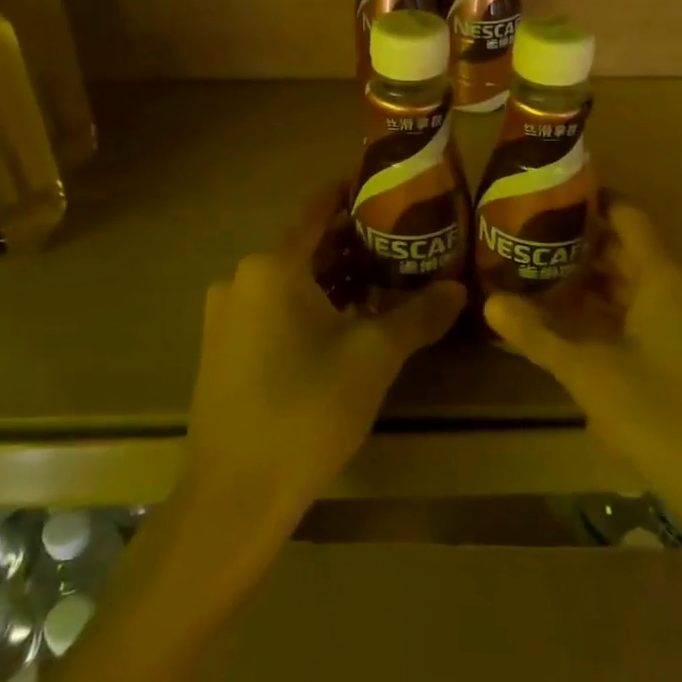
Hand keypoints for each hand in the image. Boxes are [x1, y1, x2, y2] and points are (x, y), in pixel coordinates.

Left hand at [182, 186, 465, 540]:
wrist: (235, 496)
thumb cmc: (307, 410)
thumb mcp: (374, 357)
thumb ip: (419, 315)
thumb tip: (458, 289)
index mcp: (272, 266)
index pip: (318, 209)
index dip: (351, 194)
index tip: (387, 186)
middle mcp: (241, 279)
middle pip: (307, 248)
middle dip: (354, 245)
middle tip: (404, 244)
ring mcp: (226, 316)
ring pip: (291, 283)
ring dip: (335, 281)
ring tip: (385, 284)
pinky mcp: (222, 350)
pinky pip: (274, 311)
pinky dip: (310, 308)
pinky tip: (345, 328)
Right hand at [484, 200, 681, 571]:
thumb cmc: (671, 423)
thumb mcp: (593, 378)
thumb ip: (541, 338)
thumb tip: (490, 301)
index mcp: (664, 281)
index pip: (626, 217)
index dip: (589, 203)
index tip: (545, 200)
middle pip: (629, 258)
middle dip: (580, 254)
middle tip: (527, 251)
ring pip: (639, 300)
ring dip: (595, 296)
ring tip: (543, 294)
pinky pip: (652, 333)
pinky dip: (616, 330)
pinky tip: (584, 350)